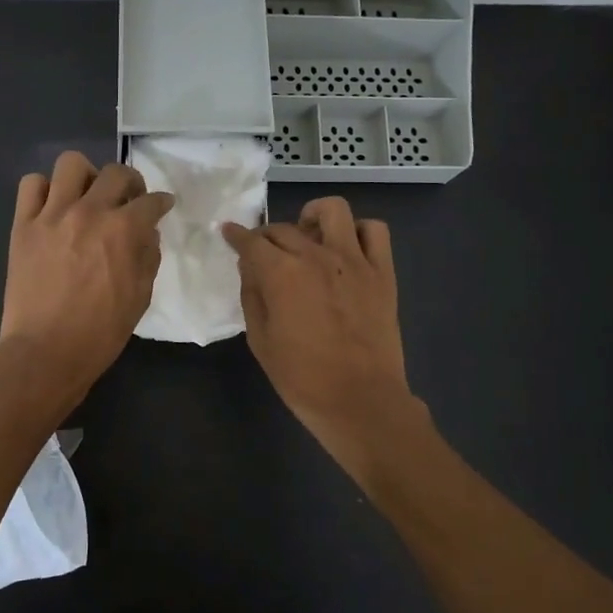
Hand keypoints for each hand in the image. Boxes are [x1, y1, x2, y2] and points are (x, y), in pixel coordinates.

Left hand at [0, 151, 174, 409]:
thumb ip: (148, 258)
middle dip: (131, 183)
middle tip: (128, 200)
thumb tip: (148, 233)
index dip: (161, 202)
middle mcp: (89, 212)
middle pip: (116, 173)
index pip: (151, 201)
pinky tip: (53, 207)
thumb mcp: (140, 298)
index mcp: (123, 230)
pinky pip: (31, 185)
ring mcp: (52, 215)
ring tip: (87, 196)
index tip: (162, 206)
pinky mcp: (23, 225)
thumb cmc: (100, 332)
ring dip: (87, 176)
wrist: (45, 352)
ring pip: (71, 164)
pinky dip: (44, 190)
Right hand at [223, 197, 424, 483]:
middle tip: (264, 254)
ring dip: (313, 218)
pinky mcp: (382, 272)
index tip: (229, 233)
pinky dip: (358, 232)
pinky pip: (374, 231)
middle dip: (267, 237)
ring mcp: (354, 260)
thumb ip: (252, 296)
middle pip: (284, 228)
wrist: (360, 401)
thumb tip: (251, 268)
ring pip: (333, 210)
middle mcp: (316, 256)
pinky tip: (346, 250)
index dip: (236, 236)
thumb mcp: (260, 340)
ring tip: (308, 238)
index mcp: (281, 274)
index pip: (251, 242)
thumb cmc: (302, 378)